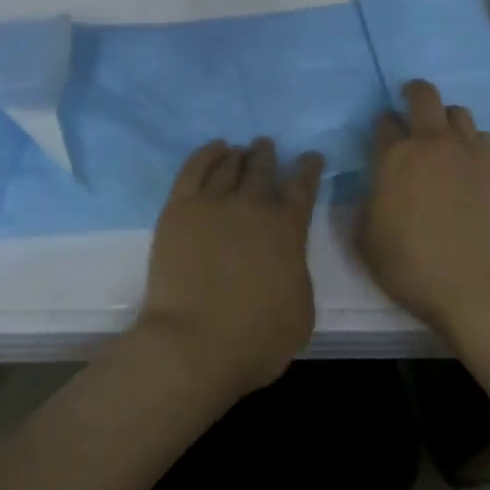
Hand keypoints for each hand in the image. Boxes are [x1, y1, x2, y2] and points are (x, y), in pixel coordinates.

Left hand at [138, 138, 325, 396]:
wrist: (194, 344)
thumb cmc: (256, 339)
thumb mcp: (301, 310)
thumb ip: (296, 272)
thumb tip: (285, 258)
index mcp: (288, 229)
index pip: (303, 187)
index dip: (309, 168)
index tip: (310, 156)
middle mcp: (253, 206)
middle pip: (262, 168)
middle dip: (267, 155)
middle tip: (265, 146)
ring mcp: (212, 203)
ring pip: (228, 165)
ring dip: (238, 155)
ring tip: (240, 150)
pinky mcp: (178, 209)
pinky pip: (193, 169)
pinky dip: (206, 154)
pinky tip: (214, 149)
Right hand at [359, 80, 489, 334]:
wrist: (477, 287)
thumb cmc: (411, 267)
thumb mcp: (366, 239)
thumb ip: (367, 203)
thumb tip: (376, 188)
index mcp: (393, 158)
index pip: (384, 122)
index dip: (382, 126)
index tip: (383, 138)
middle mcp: (430, 143)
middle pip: (423, 96)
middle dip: (413, 94)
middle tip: (410, 107)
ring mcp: (468, 152)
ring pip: (458, 112)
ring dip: (446, 119)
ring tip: (443, 140)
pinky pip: (485, 137)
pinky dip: (474, 142)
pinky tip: (470, 163)